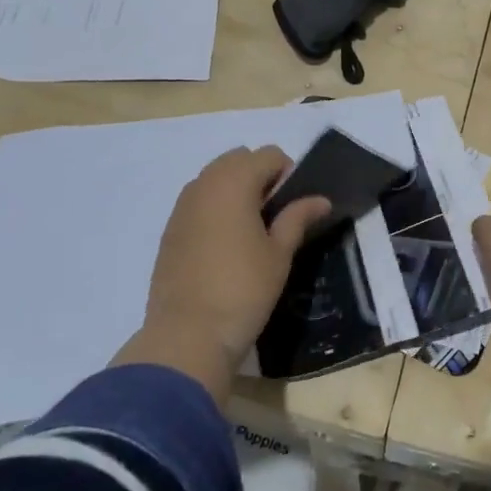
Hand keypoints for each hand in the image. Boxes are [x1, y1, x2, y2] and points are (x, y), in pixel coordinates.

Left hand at [127, 147, 332, 392]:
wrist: (187, 335)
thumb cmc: (243, 289)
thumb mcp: (279, 253)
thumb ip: (298, 218)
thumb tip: (320, 199)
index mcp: (233, 182)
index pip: (268, 155)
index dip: (288, 174)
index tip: (294, 208)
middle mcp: (203, 184)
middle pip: (238, 160)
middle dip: (260, 177)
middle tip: (274, 217)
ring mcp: (181, 206)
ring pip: (215, 179)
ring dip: (236, 191)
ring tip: (251, 232)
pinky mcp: (170, 230)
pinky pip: (198, 202)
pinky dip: (216, 209)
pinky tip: (225, 246)